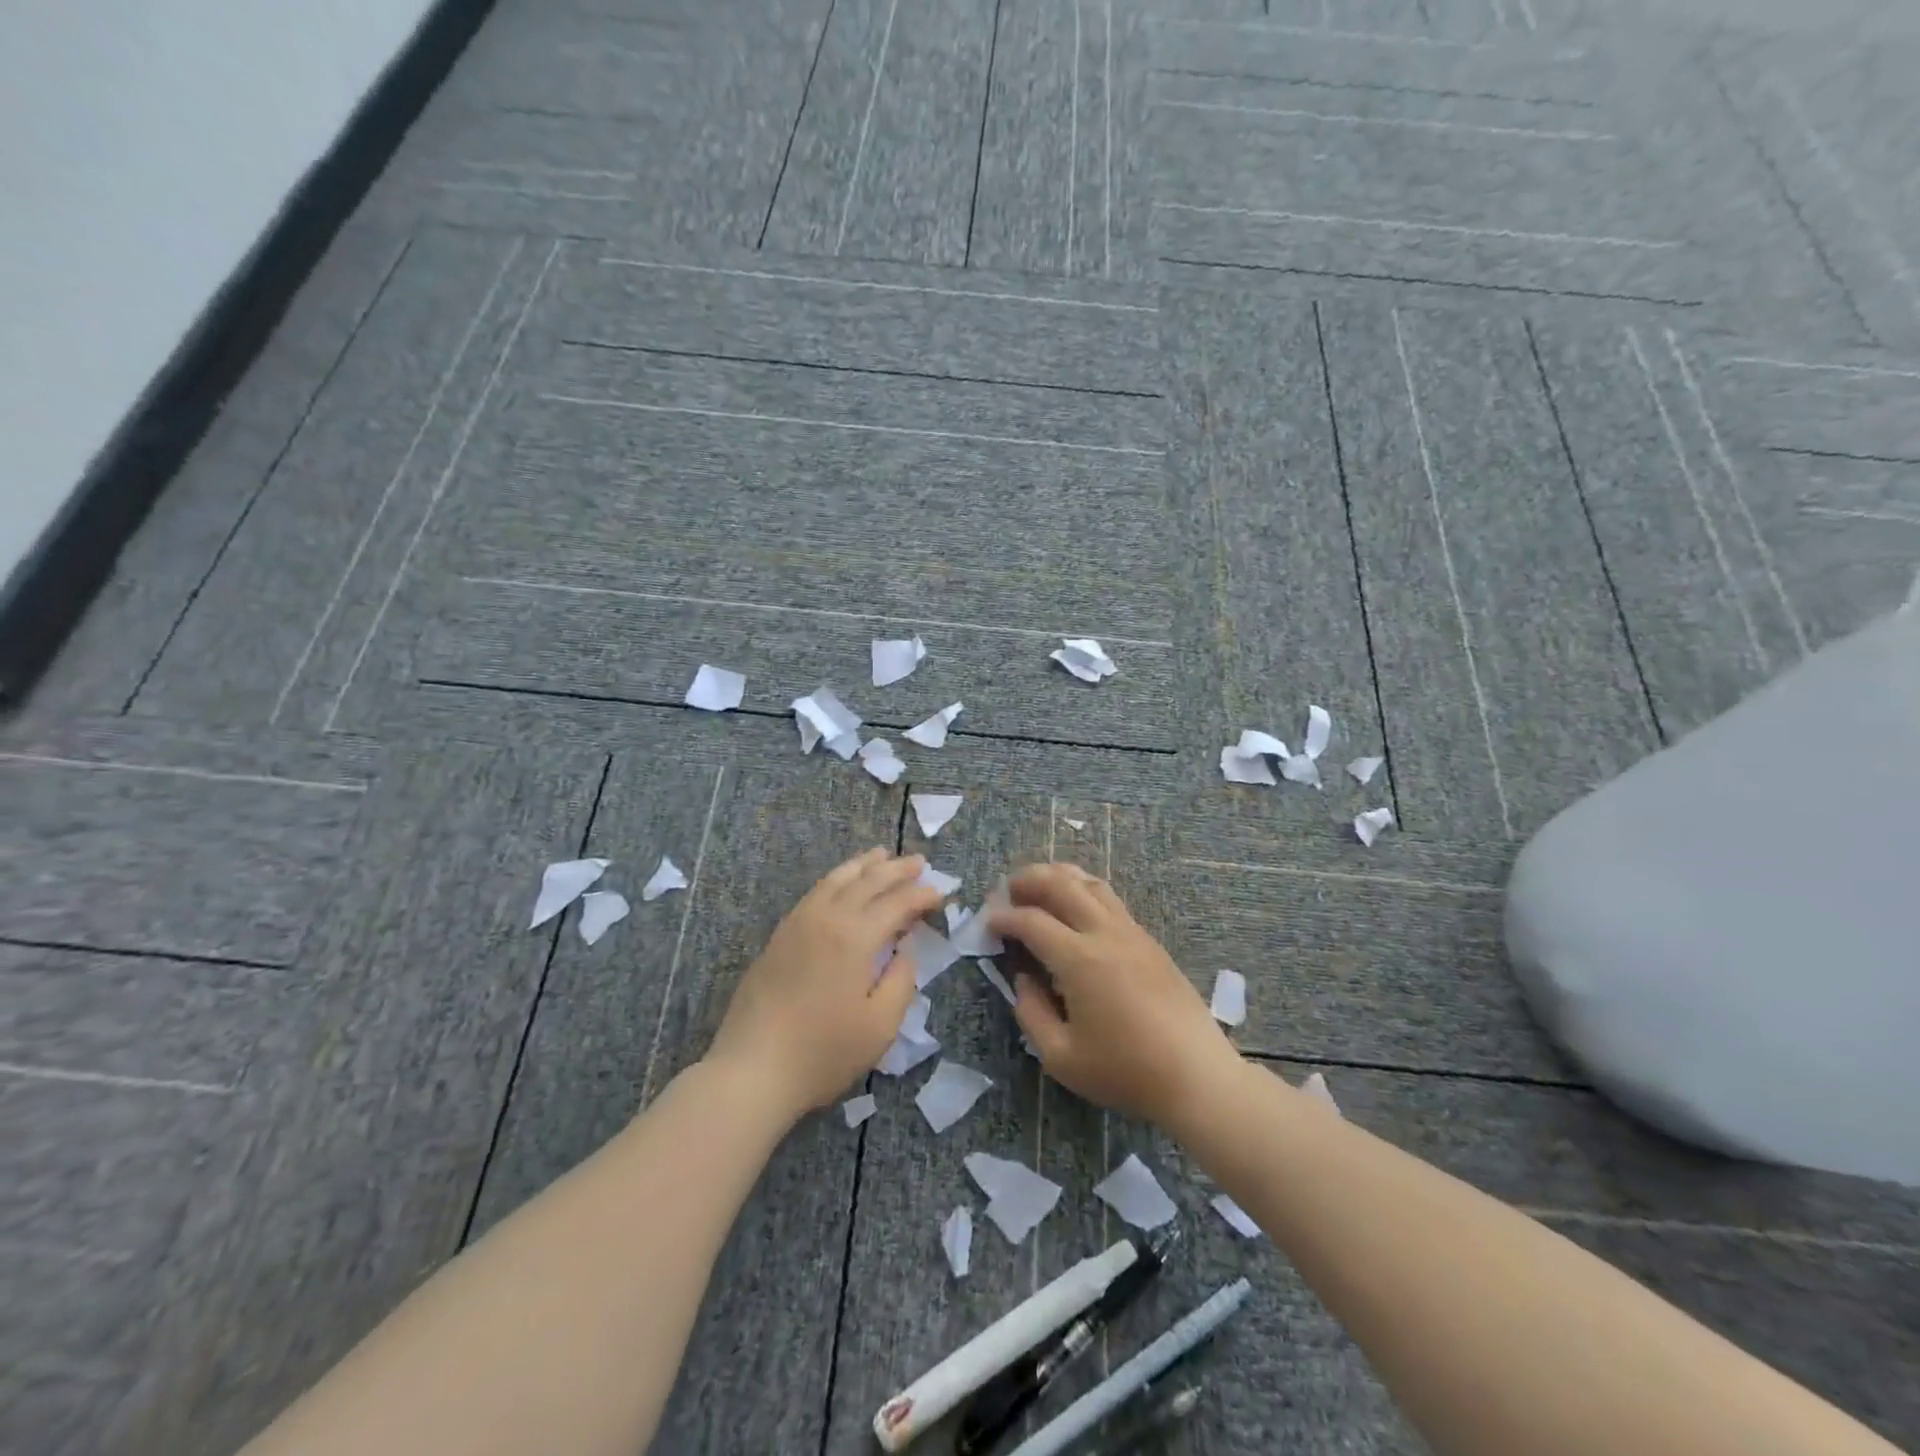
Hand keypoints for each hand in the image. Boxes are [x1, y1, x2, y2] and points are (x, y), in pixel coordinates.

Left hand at [706, 848, 939, 1118]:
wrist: (752, 1069)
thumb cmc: (823, 1052)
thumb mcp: (880, 1025)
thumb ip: (901, 979)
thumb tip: (905, 946)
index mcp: (855, 936)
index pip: (897, 902)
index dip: (921, 895)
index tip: (940, 894)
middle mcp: (826, 918)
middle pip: (867, 881)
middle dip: (896, 869)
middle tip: (919, 861)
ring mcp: (798, 923)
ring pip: (835, 879)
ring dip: (862, 865)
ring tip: (881, 854)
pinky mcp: (779, 936)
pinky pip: (814, 892)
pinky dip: (835, 878)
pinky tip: (841, 883)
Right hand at [990, 862, 1239, 1127]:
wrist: (1195, 1076)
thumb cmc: (1125, 1071)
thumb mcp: (1060, 1057)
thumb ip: (1031, 1012)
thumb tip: (1024, 978)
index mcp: (1079, 959)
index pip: (1031, 921)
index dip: (1004, 917)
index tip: (988, 923)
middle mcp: (1104, 933)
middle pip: (1061, 884)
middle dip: (1028, 880)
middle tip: (1007, 890)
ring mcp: (1131, 931)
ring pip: (1090, 883)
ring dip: (1059, 877)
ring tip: (1038, 886)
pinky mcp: (1148, 940)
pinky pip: (1110, 898)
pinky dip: (1083, 889)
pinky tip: (1075, 905)